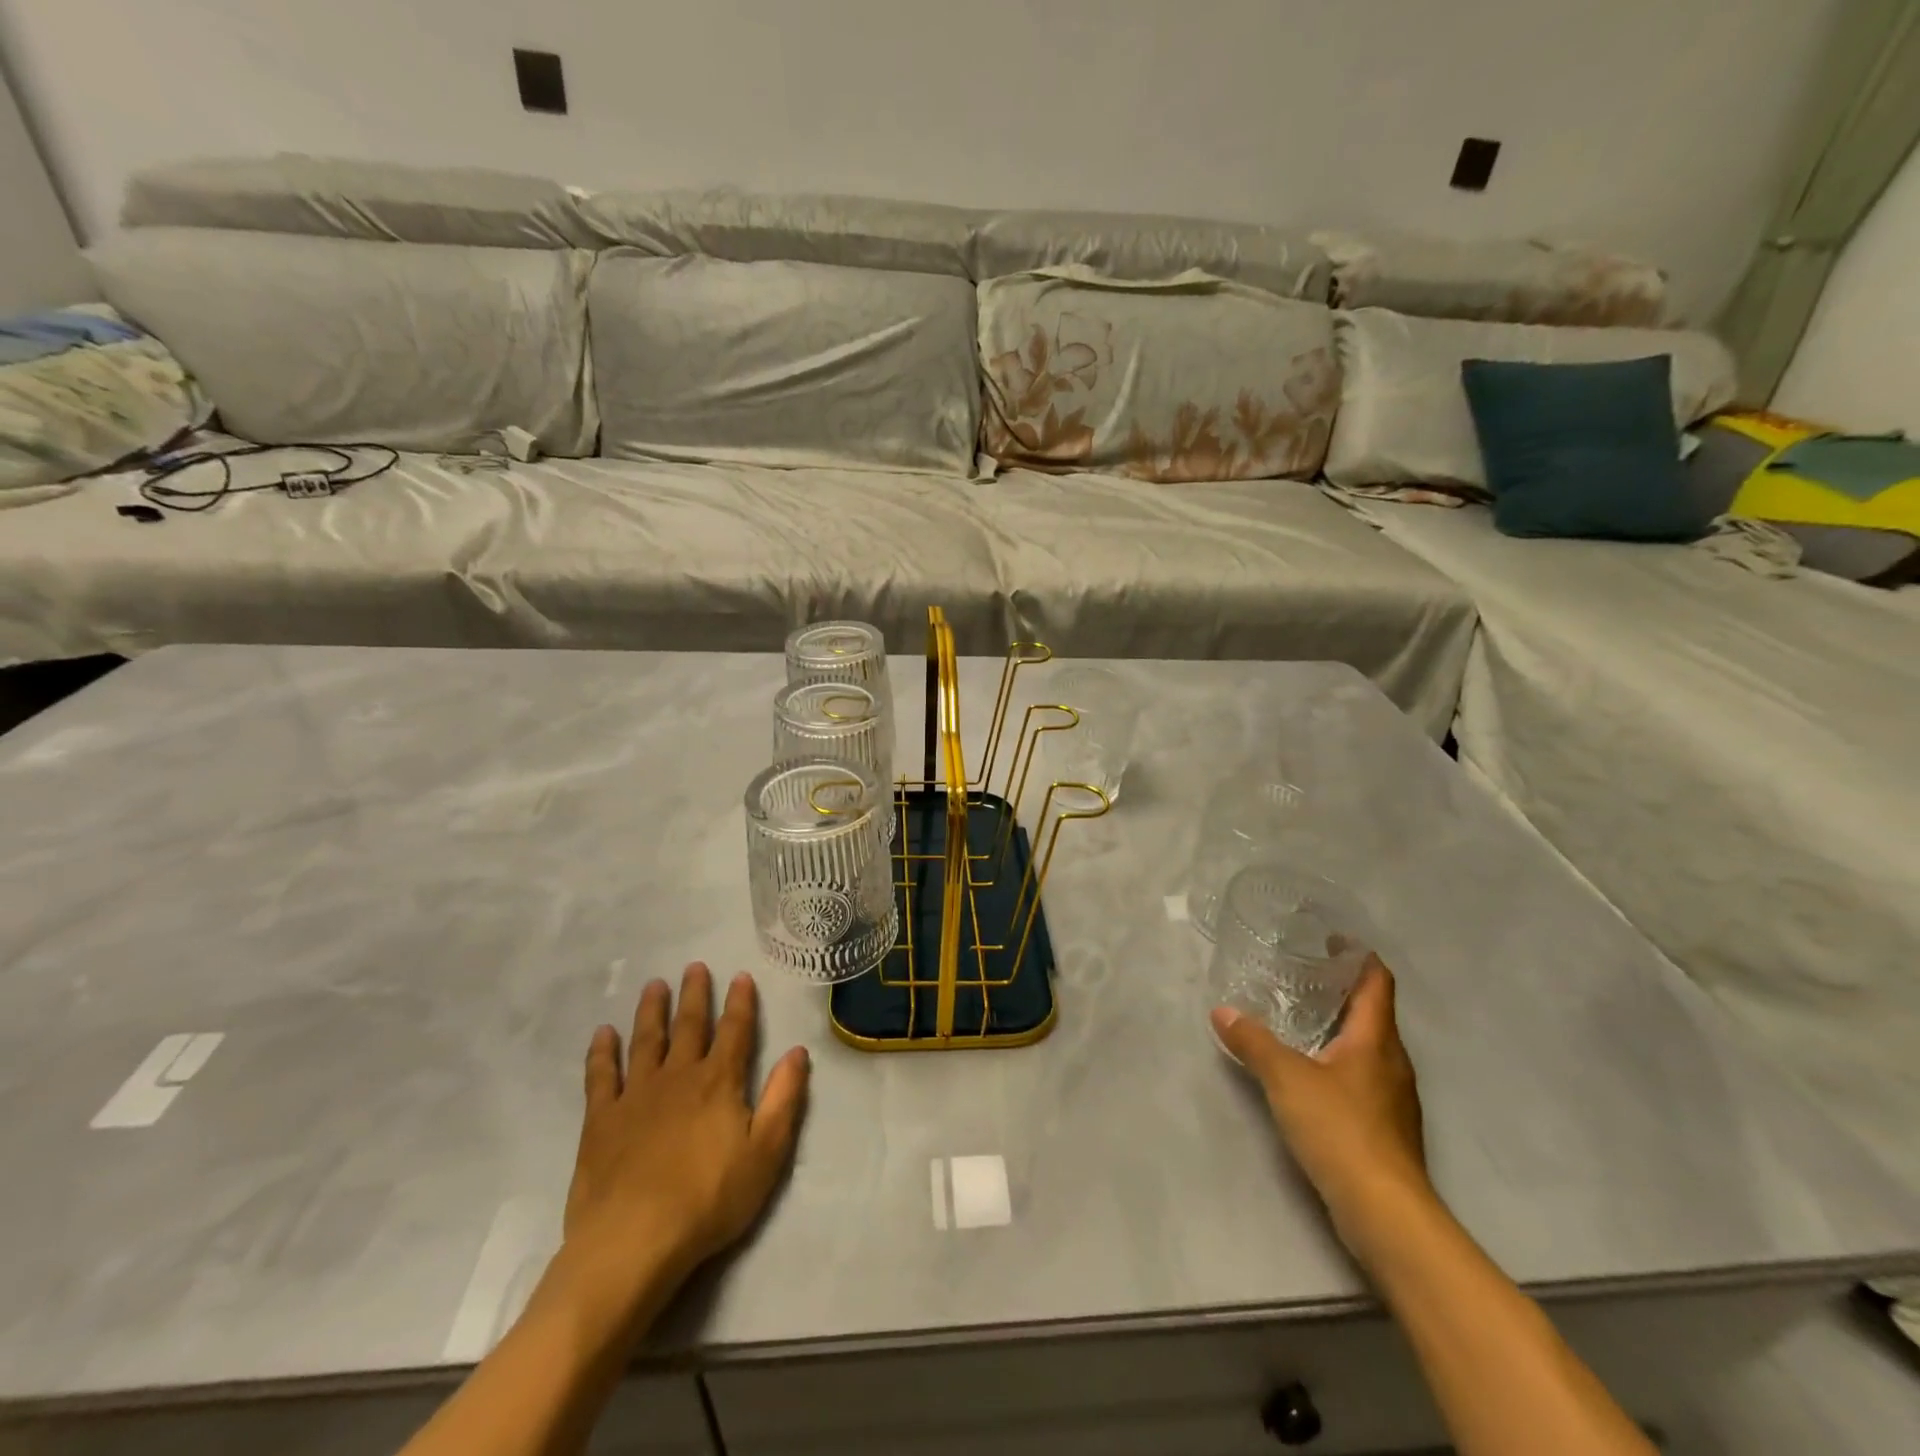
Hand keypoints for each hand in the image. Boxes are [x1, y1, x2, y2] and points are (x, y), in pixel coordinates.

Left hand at [556, 963, 809, 1340]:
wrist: (633, 1241)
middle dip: (694, 995)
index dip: (740, 1003)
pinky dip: (602, 1052)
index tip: (740, 977)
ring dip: (652, 1011)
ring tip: (654, 986)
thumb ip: (784, 1098)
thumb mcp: (766, 1152)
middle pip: (689, 1026)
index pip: (735, 1031)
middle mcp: (678, 1076)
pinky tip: (603, 1034)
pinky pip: (601, 1076)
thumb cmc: (709, 1199)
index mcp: (719, 1082)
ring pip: (646, 1041)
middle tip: (693, 967)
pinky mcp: (601, 1120)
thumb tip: (797, 1052)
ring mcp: (636, 1095)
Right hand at [1212, 956, 1430, 1262]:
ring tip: (1296, 1017)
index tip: (1329, 939)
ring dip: (1337, 1028)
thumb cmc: (1341, 1130)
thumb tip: (1223, 1012)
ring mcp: (1392, 1098)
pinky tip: (1308, 1072)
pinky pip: (1361, 1078)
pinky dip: (1336, 1062)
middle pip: (1372, 1012)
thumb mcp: (1286, 1079)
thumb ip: (1254, 1042)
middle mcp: (1392, 1062)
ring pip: (1366, 1048)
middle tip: (1298, 974)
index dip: (1358, 956)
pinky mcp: (1385, 1129)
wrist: (1386, 1213)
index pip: (1377, 981)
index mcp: (1376, 1040)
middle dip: (1339, 990)